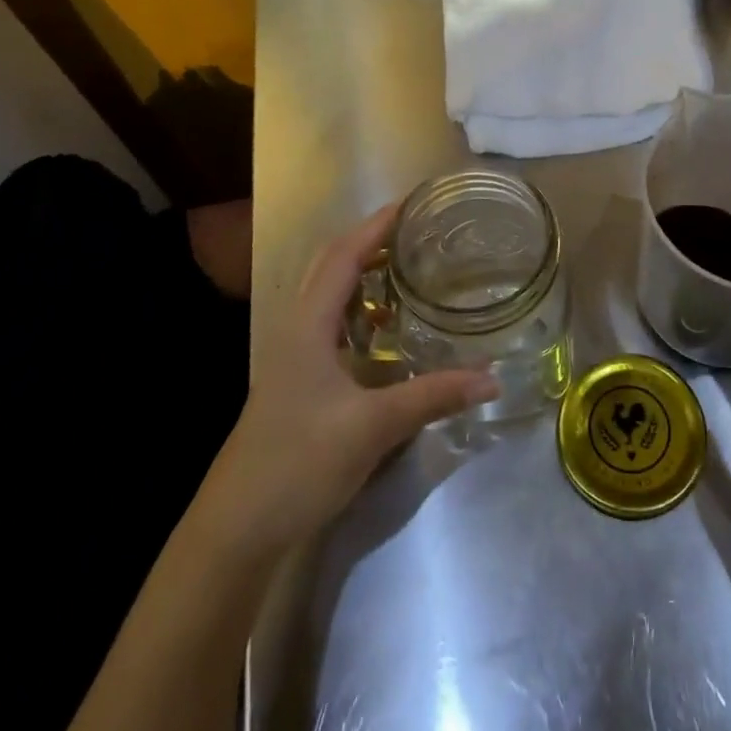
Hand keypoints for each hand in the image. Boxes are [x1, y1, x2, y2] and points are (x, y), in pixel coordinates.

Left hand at [196, 204, 497, 552]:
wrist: (238, 527)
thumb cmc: (299, 463)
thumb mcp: (373, 428)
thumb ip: (433, 397)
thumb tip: (492, 378)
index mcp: (308, 325)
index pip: (344, 256)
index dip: (376, 226)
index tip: (412, 203)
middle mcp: (297, 328)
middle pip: (332, 265)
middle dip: (371, 240)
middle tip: (416, 230)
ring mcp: (294, 354)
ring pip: (329, 294)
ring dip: (363, 272)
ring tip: (407, 266)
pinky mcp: (298, 379)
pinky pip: (331, 324)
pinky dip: (359, 309)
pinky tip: (386, 328)